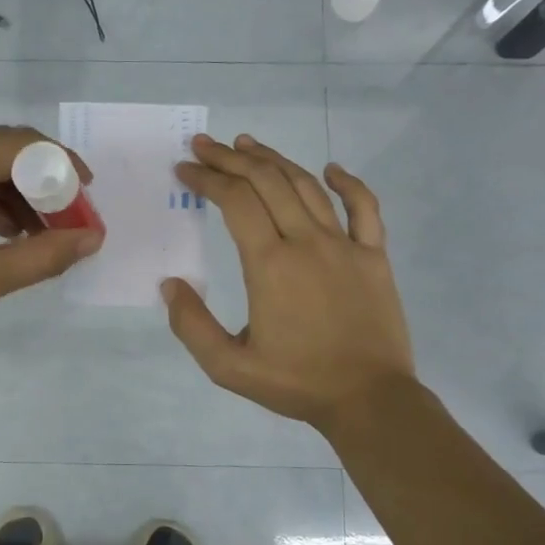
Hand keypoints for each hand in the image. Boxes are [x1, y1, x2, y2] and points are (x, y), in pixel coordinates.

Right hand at [164, 133, 413, 431]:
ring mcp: (345, 245)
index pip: (234, 202)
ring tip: (248, 144)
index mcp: (270, 264)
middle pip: (266, 183)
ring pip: (307, 187)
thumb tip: (169, 285)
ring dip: (275, 160)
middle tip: (205, 146)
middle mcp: (306, 242)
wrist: (369, 399)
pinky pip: (365, 208)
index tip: (185, 169)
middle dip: (231, 158)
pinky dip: (348, 183)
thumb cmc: (296, 382)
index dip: (207, 179)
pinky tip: (331, 169)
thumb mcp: (228, 367)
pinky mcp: (375, 256)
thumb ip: (192, 325)